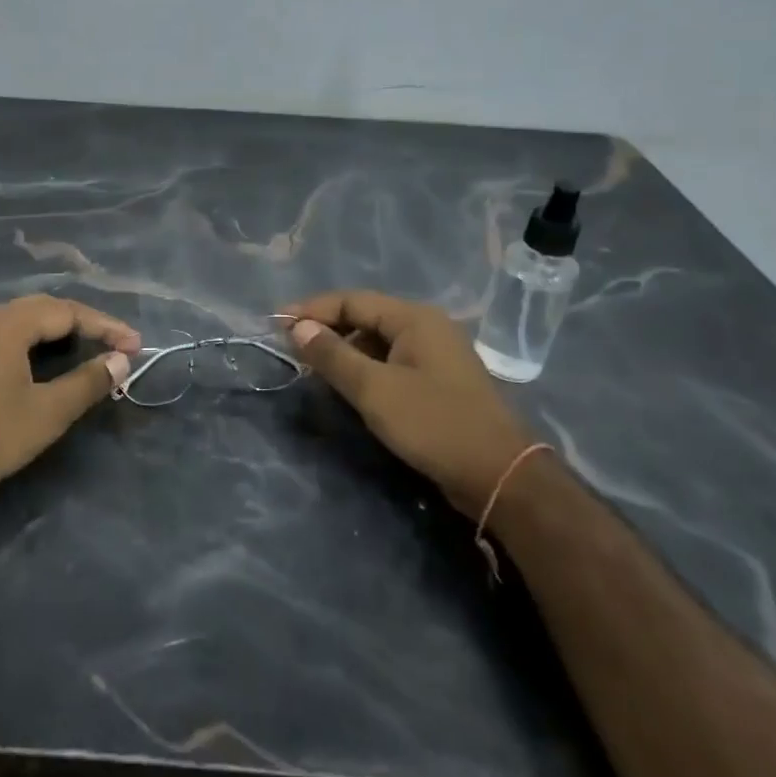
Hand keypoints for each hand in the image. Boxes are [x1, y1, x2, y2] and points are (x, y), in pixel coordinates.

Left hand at [0, 295, 139, 508]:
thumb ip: (87, 382)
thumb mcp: (47, 413)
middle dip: (84, 324)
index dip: (105, 327)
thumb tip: (121, 360)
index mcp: (8, 322)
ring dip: (58, 332)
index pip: (68, 311)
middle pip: (44, 309)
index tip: (136, 345)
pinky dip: (33, 343)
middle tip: (116, 345)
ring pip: (22, 321)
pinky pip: (4, 335)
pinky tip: (42, 363)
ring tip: (87, 349)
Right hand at [281, 290, 529, 510]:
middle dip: (326, 329)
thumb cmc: (433, 424)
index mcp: (414, 318)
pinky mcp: (439, 381)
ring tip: (313, 367)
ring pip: (378, 341)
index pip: (352, 300)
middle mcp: (427, 327)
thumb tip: (297, 327)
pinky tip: (349, 386)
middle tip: (291, 346)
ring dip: (345, 350)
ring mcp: (436, 354)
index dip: (311, 310)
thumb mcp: (374, 390)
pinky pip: (392, 361)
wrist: (499, 476)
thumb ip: (333, 356)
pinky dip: (366, 368)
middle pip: (365, 316)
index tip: (276, 324)